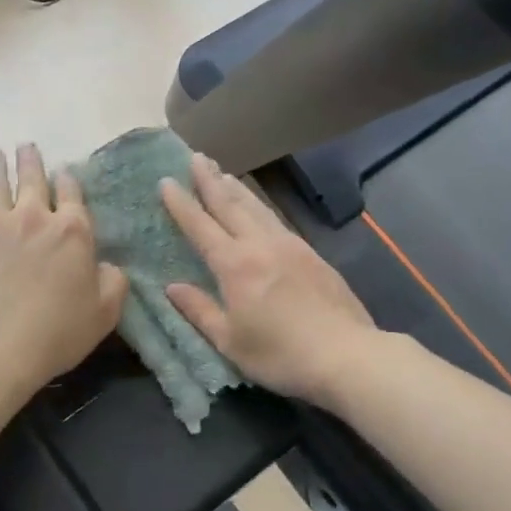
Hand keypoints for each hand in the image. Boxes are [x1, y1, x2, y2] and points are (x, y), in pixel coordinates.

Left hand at [0, 145, 126, 400]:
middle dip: (31, 160)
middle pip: (32, 178)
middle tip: (26, 147)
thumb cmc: (53, 335)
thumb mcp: (104, 315)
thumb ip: (113, 283)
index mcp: (72, 232)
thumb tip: (109, 264)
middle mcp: (32, 216)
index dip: (68, 180)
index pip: (71, 194)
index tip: (63, 172)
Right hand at [159, 154, 377, 406]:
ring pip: (257, 208)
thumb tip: (172, 287)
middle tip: (196, 157)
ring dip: (237, 188)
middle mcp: (261, 245)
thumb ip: (200, 311)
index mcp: (235, 265)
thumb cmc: (280, 354)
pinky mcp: (311, 254)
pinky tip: (259, 207)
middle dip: (210, 181)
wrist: (345, 354)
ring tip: (223, 172)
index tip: (166, 181)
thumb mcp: (230, 341)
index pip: (201, 226)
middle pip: (231, 205)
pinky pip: (277, 219)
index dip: (181, 204)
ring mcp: (290, 246)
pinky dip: (261, 206)